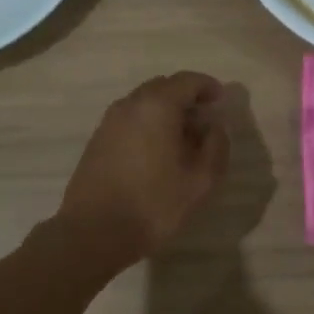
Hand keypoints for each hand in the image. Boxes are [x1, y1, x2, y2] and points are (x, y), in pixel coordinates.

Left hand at [56, 72, 229, 265]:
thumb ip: (216, 146)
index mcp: (157, 106)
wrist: (93, 233)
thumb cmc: (153, 205)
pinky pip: (129, 118)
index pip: (188, 80)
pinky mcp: (97, 139)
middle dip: (186, 97)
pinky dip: (147, 123)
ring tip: (182, 139)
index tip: (221, 102)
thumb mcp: (200, 181)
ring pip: (144, 102)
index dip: (208, 87)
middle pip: (164, 87)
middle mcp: (130, 104)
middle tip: (204, 121)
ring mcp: (109, 121)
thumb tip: (215, 126)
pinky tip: (156, 152)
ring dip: (166, 111)